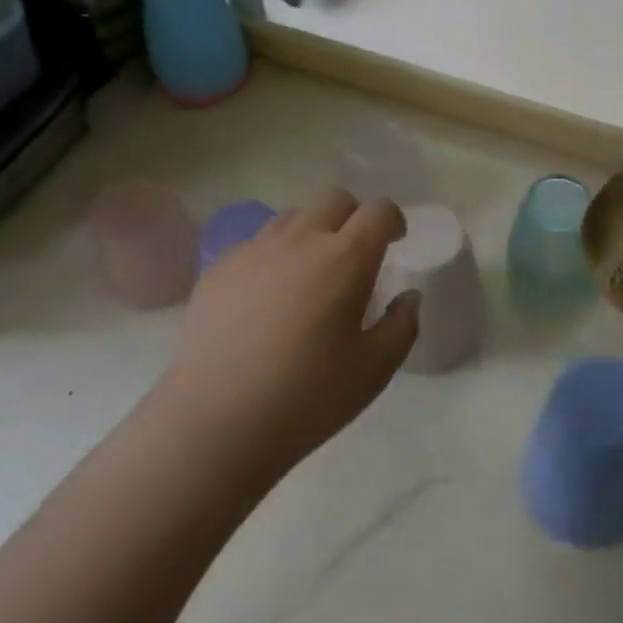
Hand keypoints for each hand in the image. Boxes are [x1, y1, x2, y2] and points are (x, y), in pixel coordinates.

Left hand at [160, 189, 417, 481]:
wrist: (214, 422)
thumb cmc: (306, 397)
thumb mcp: (374, 370)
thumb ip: (402, 325)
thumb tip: (408, 297)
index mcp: (345, 258)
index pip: (379, 210)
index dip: (392, 219)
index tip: (395, 242)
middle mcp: (301, 239)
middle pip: (335, 200)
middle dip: (353, 218)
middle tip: (353, 258)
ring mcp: (255, 249)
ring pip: (293, 218)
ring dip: (311, 234)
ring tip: (307, 277)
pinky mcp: (219, 268)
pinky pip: (255, 243)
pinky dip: (271, 257)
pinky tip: (265, 299)